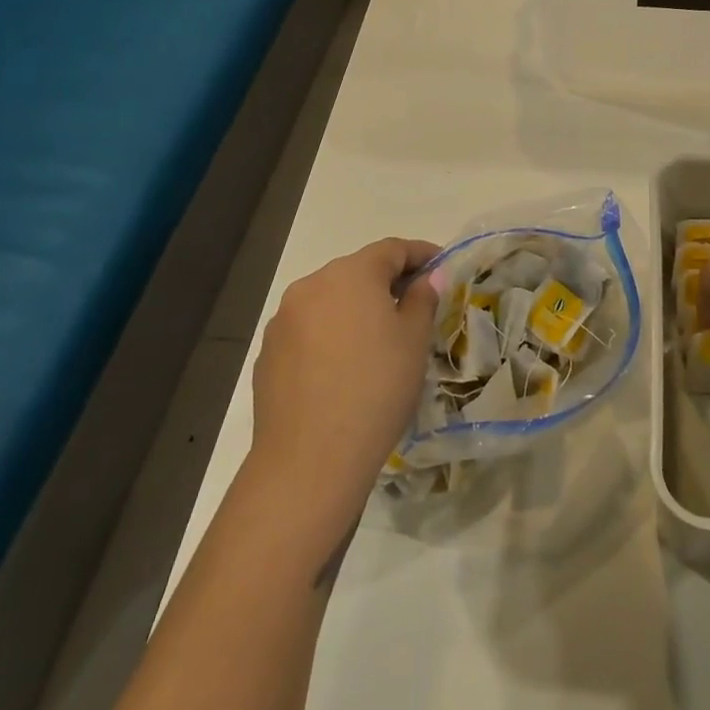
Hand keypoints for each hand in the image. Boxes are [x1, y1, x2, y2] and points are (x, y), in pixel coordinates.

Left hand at [248, 238, 440, 518]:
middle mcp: (311, 285)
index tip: (441, 266)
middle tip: (415, 304)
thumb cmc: (376, 389)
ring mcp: (284, 320)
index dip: (420, 254)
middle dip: (387, 282)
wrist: (309, 460)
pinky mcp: (268, 353)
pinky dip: (331, 335)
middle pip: (357, 271)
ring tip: (379, 338)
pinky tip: (344, 367)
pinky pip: (308, 330)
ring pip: (330, 301)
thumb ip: (423, 299)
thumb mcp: (414, 341)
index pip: (392, 249)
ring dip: (356, 308)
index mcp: (351, 274)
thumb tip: (429, 277)